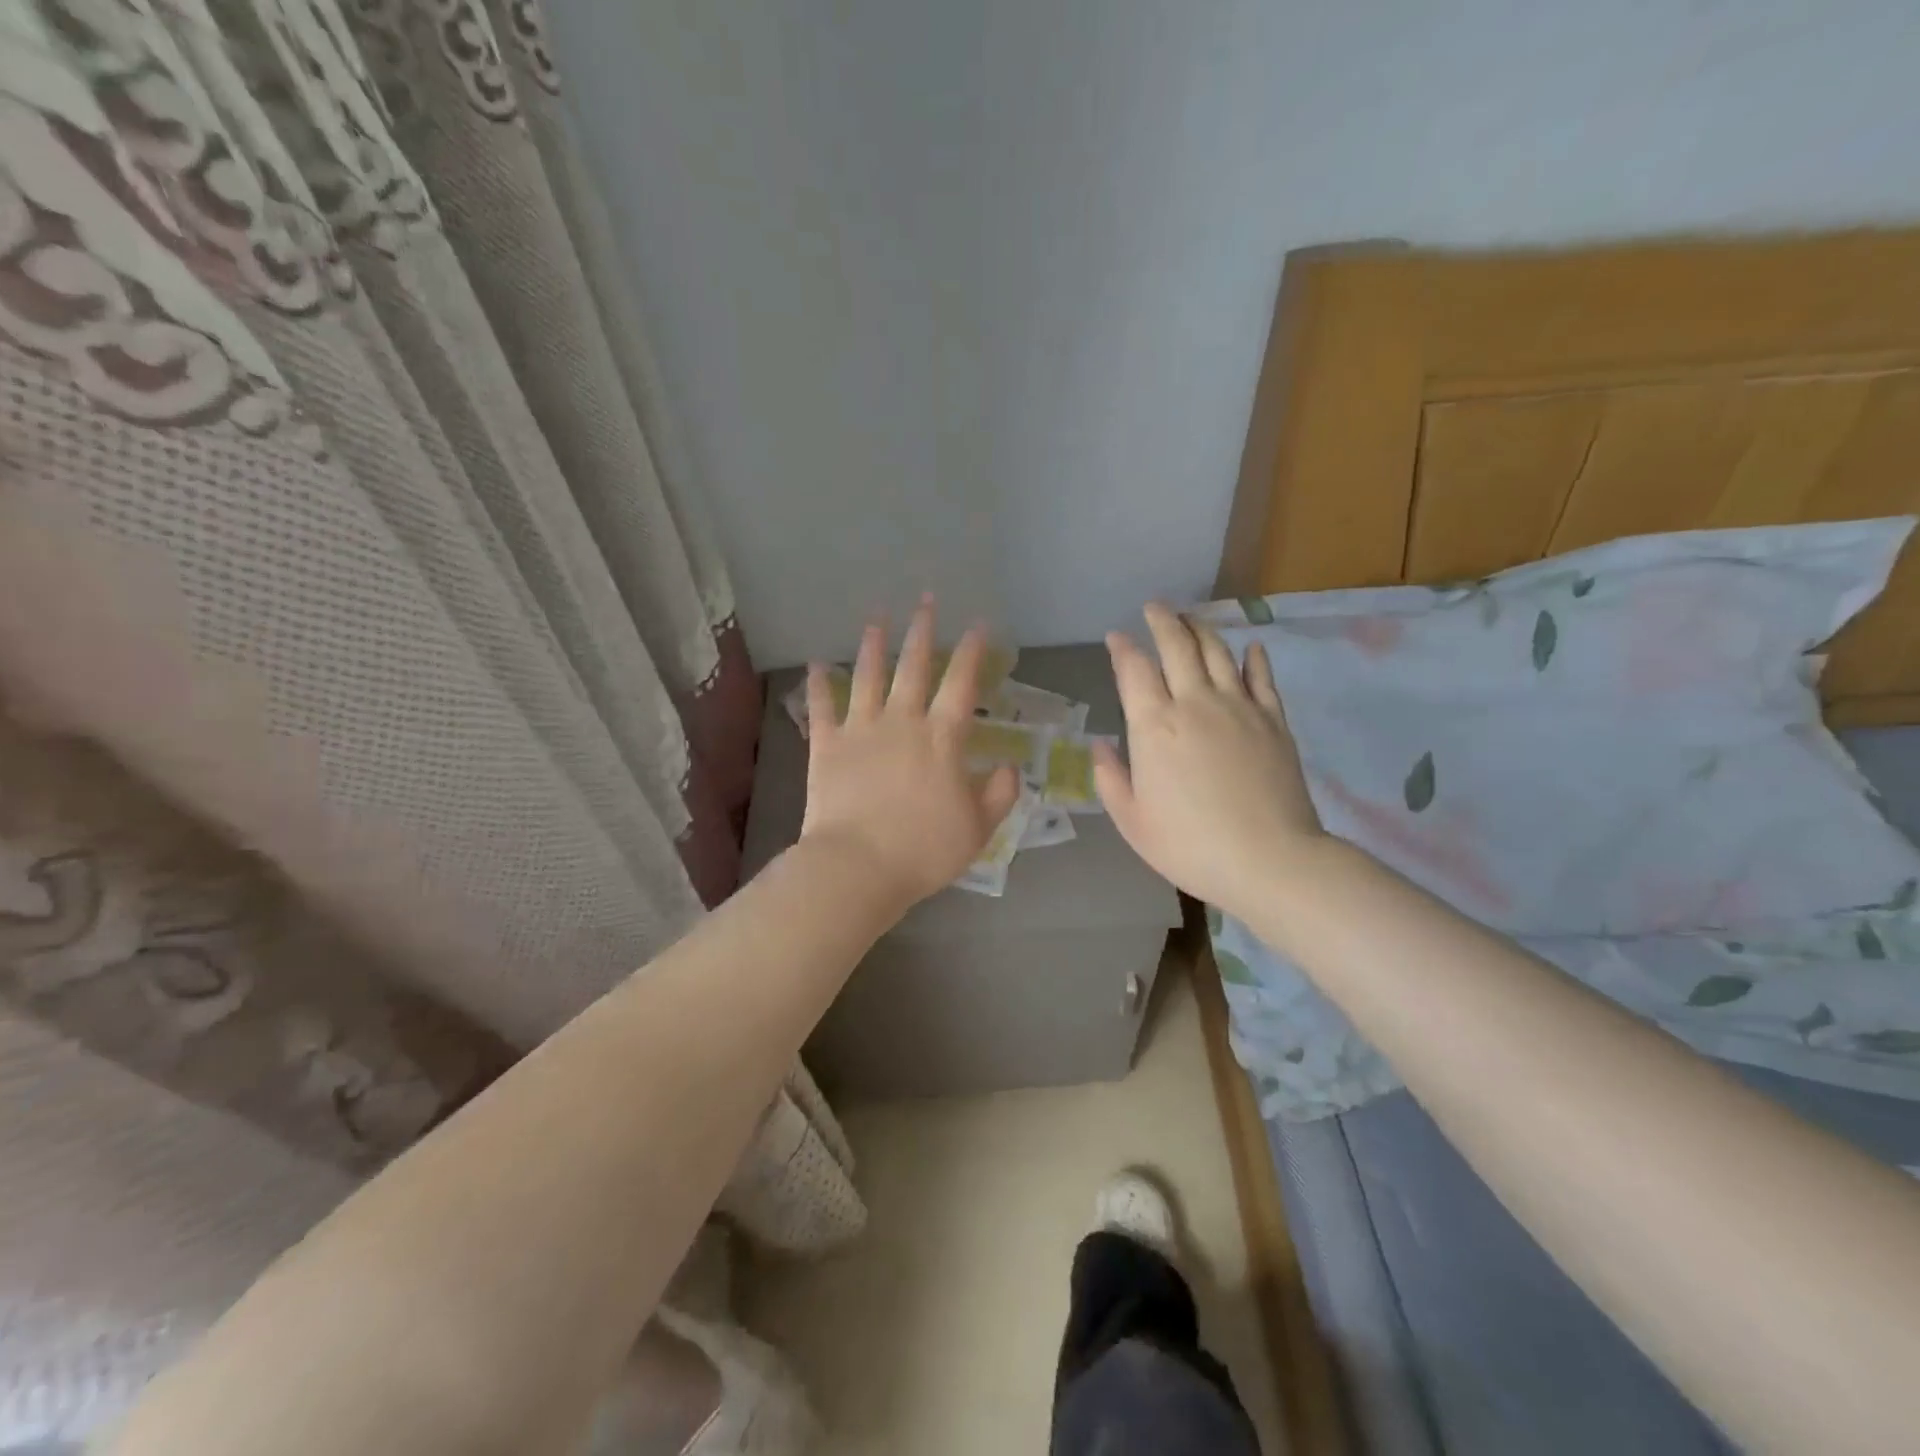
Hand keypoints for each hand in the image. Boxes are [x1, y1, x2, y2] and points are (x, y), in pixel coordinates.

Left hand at [799, 596, 1020, 908]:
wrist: (858, 866)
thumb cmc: (924, 850)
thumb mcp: (978, 828)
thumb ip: (998, 794)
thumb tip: (1010, 768)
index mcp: (941, 738)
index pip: (962, 684)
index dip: (972, 651)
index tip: (978, 624)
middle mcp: (902, 722)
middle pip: (914, 667)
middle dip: (922, 630)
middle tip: (925, 600)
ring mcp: (860, 730)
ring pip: (868, 677)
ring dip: (874, 645)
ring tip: (877, 618)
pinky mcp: (826, 746)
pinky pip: (822, 708)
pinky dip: (819, 685)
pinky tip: (816, 664)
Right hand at [1095, 602, 1325, 918]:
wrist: (1269, 859)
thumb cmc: (1189, 845)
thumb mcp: (1132, 820)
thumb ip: (1111, 778)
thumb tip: (1101, 745)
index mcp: (1154, 726)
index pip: (1134, 670)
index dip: (1123, 648)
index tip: (1116, 636)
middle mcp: (1195, 703)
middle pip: (1177, 646)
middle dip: (1162, 621)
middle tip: (1154, 608)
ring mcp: (1239, 707)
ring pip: (1218, 651)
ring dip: (1201, 629)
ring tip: (1190, 618)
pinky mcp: (1273, 720)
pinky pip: (1261, 677)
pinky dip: (1253, 657)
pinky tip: (1250, 647)